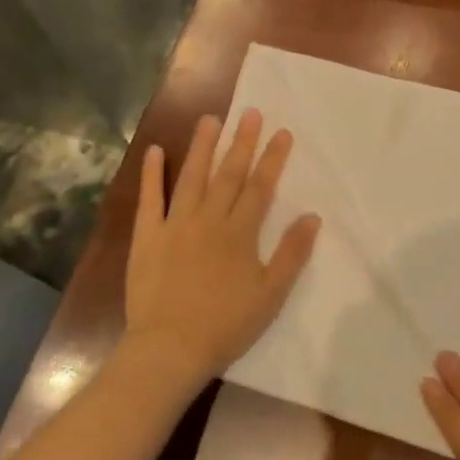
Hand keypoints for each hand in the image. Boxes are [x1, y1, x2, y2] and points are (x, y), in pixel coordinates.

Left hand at [122, 110, 321, 393]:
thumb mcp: (270, 294)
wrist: (170, 347)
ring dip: (202, 147)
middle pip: (228, 174)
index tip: (281, 132)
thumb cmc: (226, 325)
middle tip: (250, 113)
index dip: (272, 159)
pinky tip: (155, 151)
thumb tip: (312, 217)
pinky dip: (152, 174)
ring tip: (210, 119)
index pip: (260, 187)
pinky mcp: (147, 236)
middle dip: (242, 142)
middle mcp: (208, 220)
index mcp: (239, 233)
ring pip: (191, 177)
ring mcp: (175, 225)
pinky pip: (149, 199)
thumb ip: (291, 254)